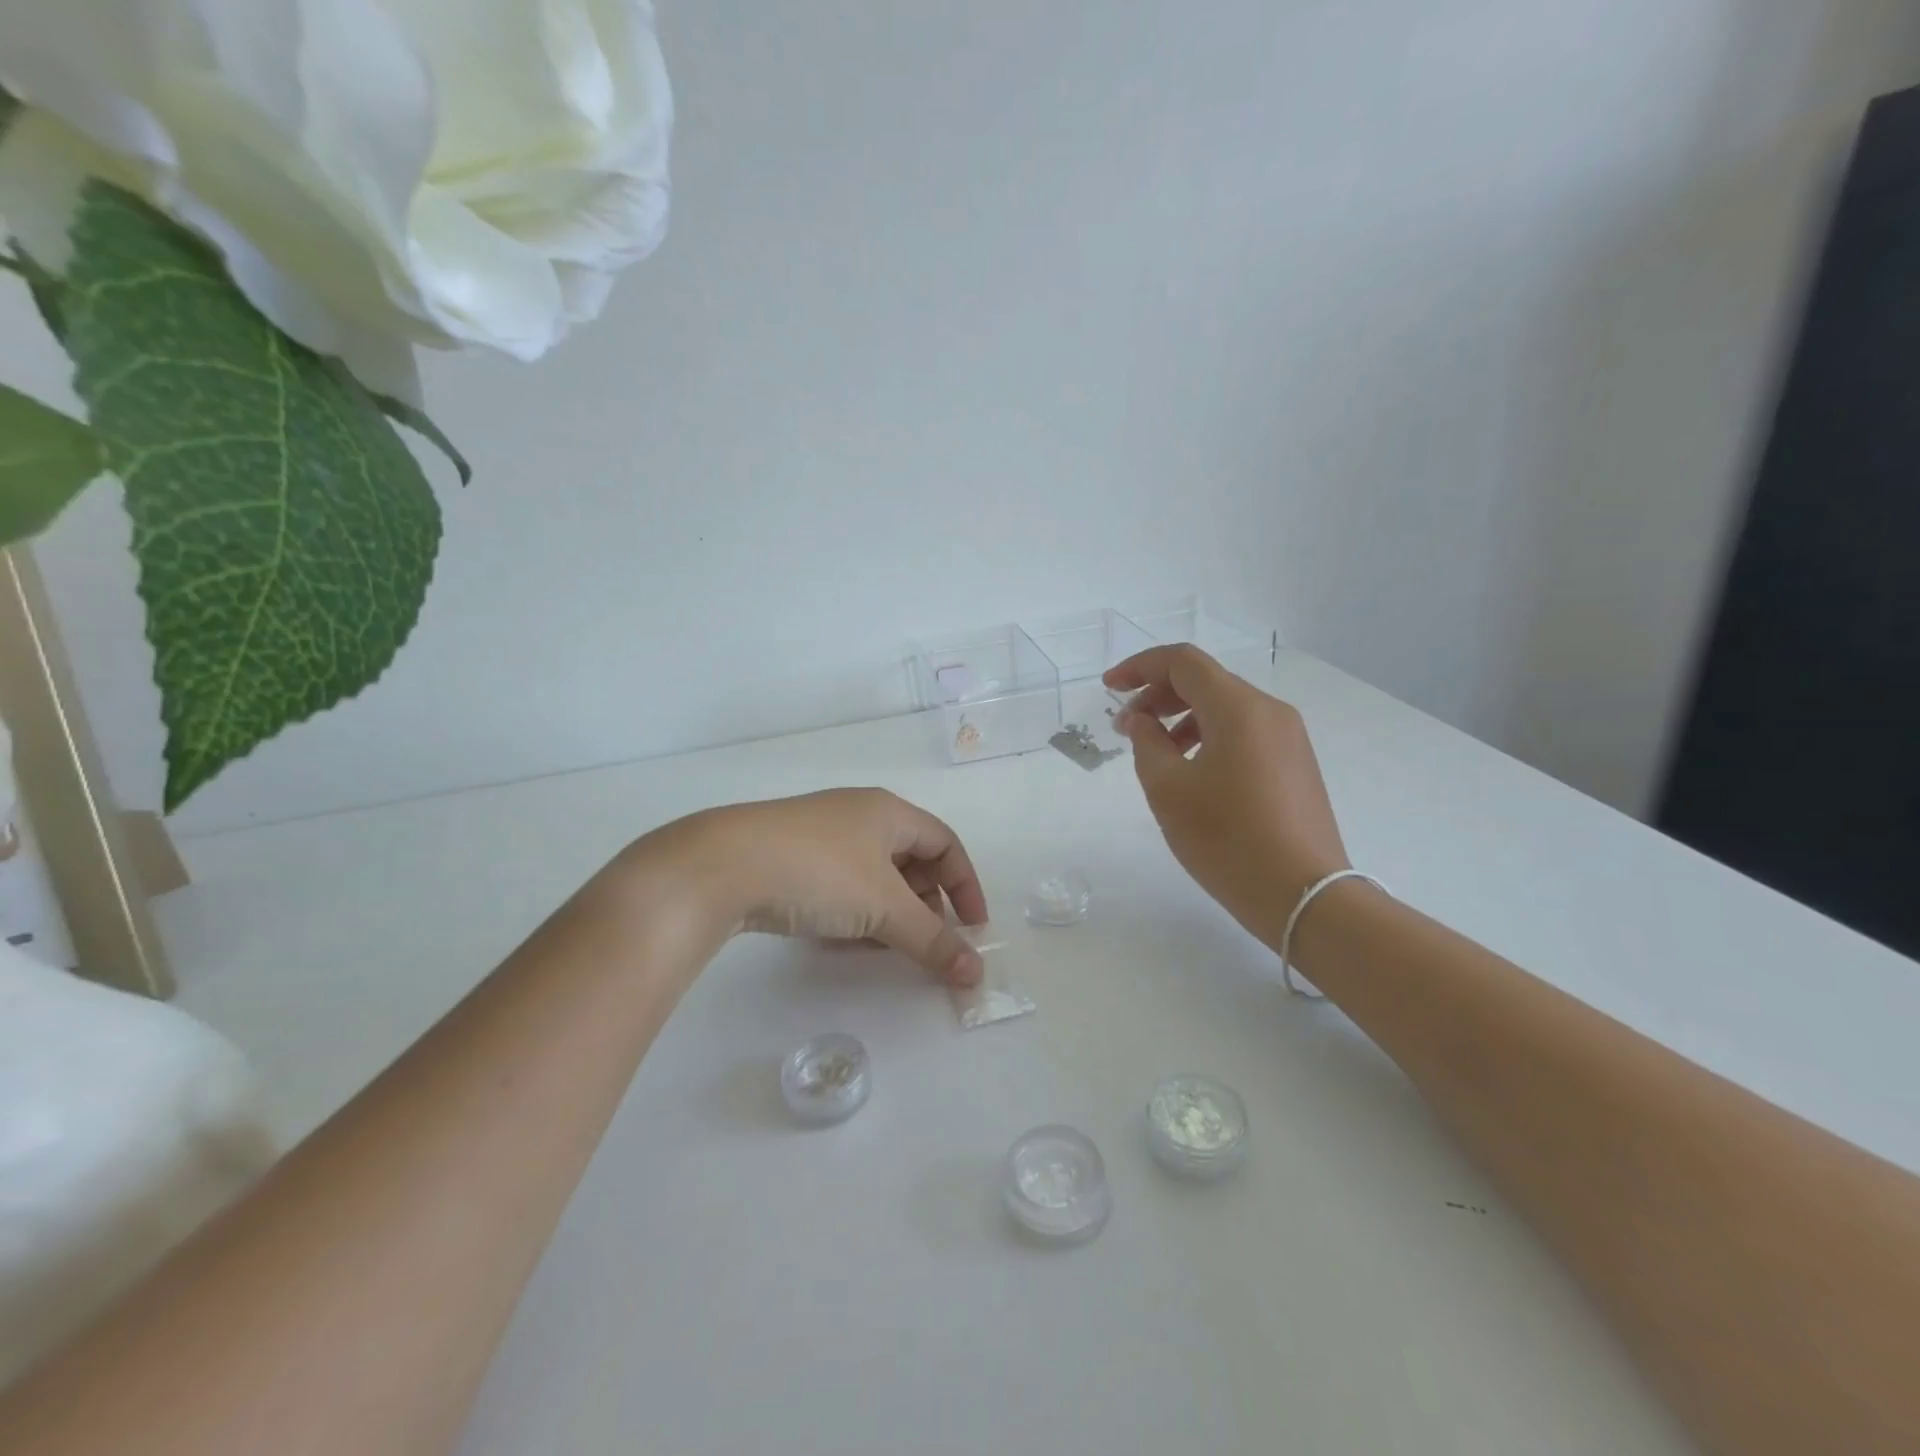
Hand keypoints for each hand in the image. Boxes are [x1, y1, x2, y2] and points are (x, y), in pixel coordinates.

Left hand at [630, 789, 989, 985]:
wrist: (720, 867)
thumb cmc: (819, 872)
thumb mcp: (883, 908)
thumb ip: (932, 940)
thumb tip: (975, 973)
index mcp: (887, 812)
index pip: (945, 843)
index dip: (966, 885)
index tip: (973, 929)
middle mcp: (857, 816)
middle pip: (910, 859)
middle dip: (925, 903)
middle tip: (925, 941)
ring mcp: (820, 836)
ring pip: (872, 876)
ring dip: (887, 913)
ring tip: (883, 947)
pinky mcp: (788, 859)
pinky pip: (839, 886)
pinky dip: (852, 913)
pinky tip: (841, 941)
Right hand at [1105, 645, 1348, 938]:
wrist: (1303, 896)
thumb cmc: (1227, 840)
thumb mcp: (1168, 790)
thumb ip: (1147, 743)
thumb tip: (1142, 719)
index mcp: (1239, 708)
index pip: (1183, 662)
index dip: (1140, 667)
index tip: (1109, 688)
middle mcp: (1270, 711)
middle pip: (1206, 681)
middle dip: (1159, 694)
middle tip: (1126, 726)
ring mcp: (1289, 737)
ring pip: (1226, 707)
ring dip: (1183, 717)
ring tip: (1155, 752)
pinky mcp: (1296, 763)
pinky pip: (1245, 731)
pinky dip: (1209, 735)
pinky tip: (1192, 770)